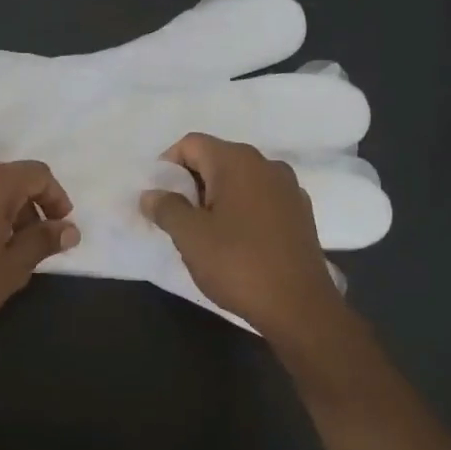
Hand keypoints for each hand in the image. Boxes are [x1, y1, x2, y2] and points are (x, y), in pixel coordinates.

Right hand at [139, 134, 345, 340]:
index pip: (191, 144)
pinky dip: (239, 211)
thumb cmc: (238, 265)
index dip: (167, 166)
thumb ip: (166, 208)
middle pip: (216, 159)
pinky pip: (259, 199)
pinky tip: (234, 242)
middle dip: (190, 183)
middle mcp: (267, 165)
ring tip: (203, 233)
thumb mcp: (190, 237)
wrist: (299, 306)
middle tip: (175, 218)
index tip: (158, 198)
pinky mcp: (299, 214)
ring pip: (239, 181)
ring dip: (215, 198)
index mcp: (238, 162)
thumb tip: (151, 194)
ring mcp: (288, 189)